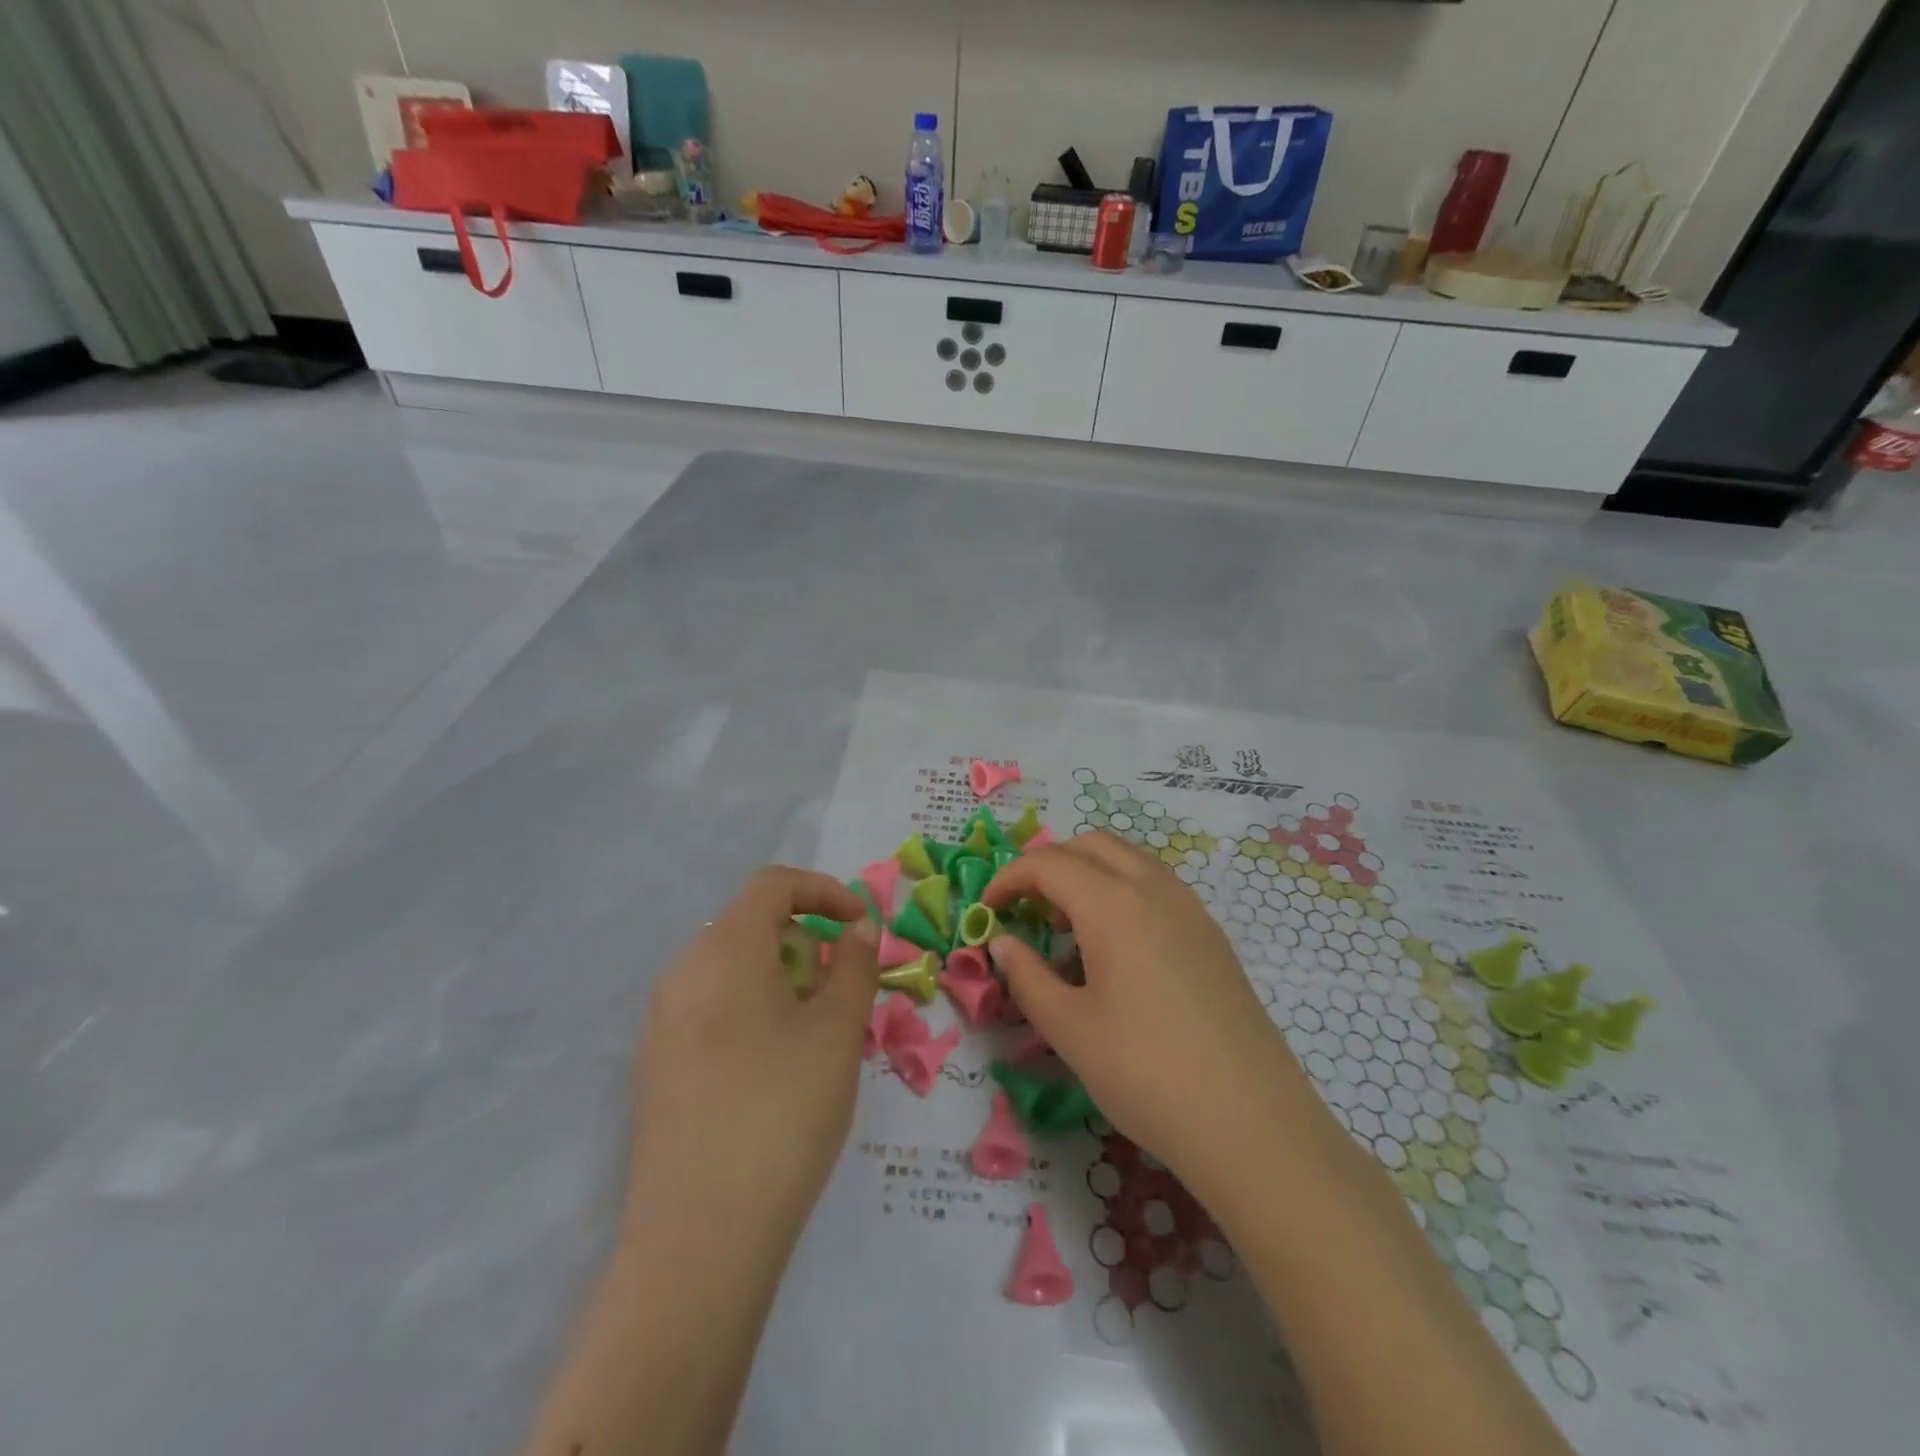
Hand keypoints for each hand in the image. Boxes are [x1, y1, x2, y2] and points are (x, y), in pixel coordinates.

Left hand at [627, 867, 879, 1246]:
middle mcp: (682, 973)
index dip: (824, 891)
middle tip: (843, 995)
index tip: (862, 926)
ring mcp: (661, 1023)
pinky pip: (713, 1010)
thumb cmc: (782, 1111)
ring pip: (733, 971)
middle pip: (752, 927)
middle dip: (807, 945)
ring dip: (783, 982)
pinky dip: (753, 1013)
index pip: (773, 884)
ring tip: (816, 1037)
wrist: (700, 1239)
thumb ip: (854, 964)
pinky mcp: (656, 1067)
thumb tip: (857, 928)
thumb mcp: (837, 1030)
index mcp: (723, 950)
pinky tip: (775, 1072)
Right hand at [983, 833, 1322, 1199]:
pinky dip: (1122, 890)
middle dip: (1049, 865)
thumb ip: (1027, 976)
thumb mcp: (1069, 1029)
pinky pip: (1156, 885)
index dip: (1008, 879)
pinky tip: (1116, 948)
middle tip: (1026, 910)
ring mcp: (1190, 908)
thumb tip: (1004, 942)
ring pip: (1129, 859)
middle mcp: (1154, 888)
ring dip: (1088, 873)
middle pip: (1091, 845)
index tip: (987, 911)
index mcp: (1113, 904)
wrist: (1252, 1123)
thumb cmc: (1146, 1074)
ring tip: (1068, 927)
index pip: (1048, 863)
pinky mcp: (1211, 934)